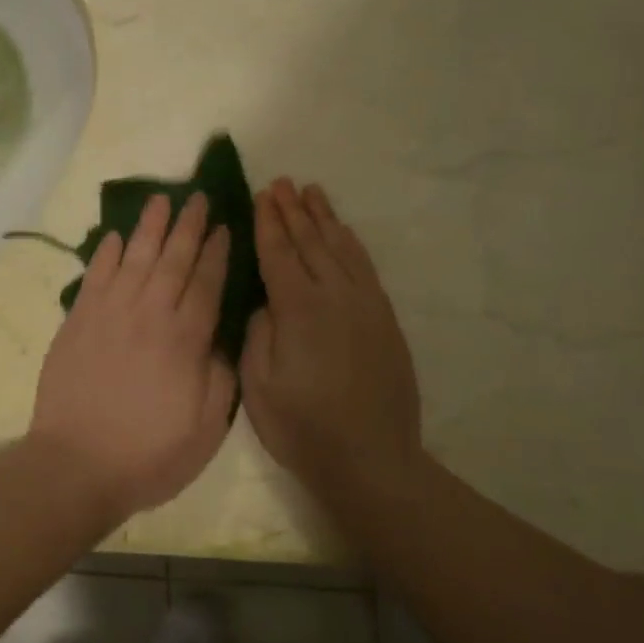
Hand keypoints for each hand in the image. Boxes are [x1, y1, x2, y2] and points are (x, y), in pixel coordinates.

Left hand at [31, 192, 235, 516]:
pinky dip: (105, 254)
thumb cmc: (148, 454)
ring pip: (134, 258)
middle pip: (173, 260)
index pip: (207, 284)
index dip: (218, 253)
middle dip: (188, 227)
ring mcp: (109, 314)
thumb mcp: (206, 428)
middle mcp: (149, 315)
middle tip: (198, 197)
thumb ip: (219, 377)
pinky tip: (114, 236)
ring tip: (161, 199)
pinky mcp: (77, 322)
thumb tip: (221, 339)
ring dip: (149, 227)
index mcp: (185, 340)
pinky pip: (95, 277)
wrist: (76, 464)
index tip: (225, 227)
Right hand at [241, 179, 423, 504]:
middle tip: (282, 183)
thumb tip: (264, 301)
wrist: (371, 459)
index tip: (261, 195)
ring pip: (342, 248)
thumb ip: (258, 332)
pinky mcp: (385, 320)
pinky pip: (366, 268)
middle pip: (311, 242)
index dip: (268, 223)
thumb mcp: (259, 383)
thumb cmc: (302, 426)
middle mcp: (335, 296)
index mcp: (299, 309)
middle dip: (293, 211)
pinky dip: (351, 244)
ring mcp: (366, 306)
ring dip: (325, 218)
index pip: (279, 254)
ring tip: (312, 193)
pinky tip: (344, 233)